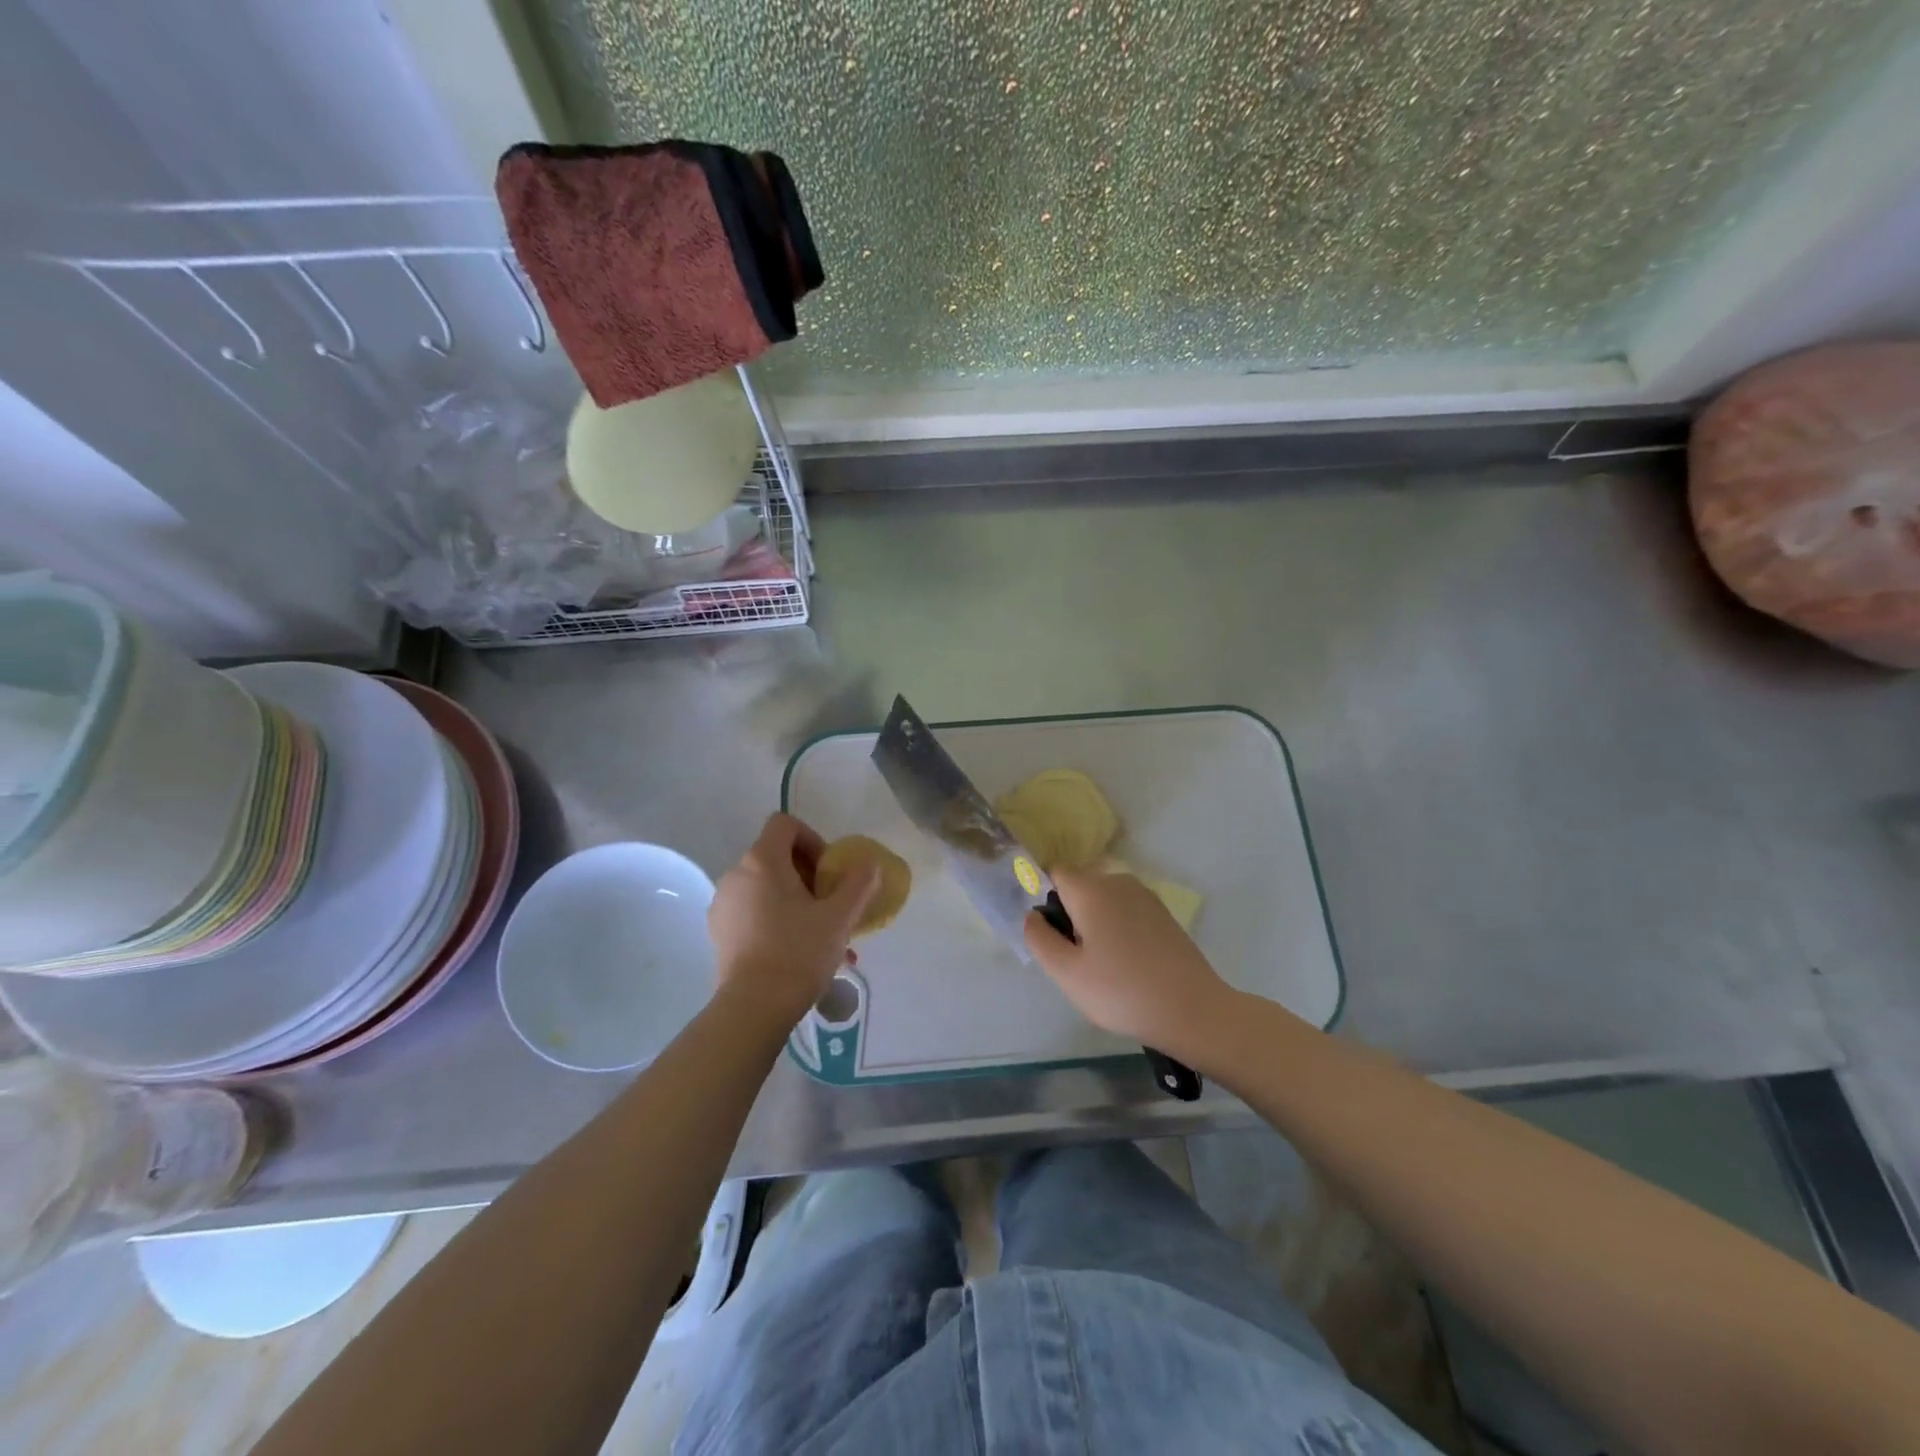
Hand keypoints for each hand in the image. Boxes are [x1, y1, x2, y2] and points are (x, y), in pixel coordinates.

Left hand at [709, 813, 878, 1026]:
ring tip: (818, 932)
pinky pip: (751, 910)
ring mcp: (723, 904)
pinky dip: (774, 917)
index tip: (828, 870)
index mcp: (762, 861)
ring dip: (793, 899)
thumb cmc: (799, 952)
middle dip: (807, 874)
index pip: (785, 824)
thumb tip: (870, 865)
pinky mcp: (719, 931)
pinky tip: (795, 949)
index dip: (812, 838)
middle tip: (829, 904)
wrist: (754, 1007)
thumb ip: (858, 884)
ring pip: (765, 886)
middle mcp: (735, 874)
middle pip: (775, 856)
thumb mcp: (839, 917)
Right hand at [1024, 867, 1237, 1063]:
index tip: (1050, 935)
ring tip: (1102, 966)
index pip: (1055, 873)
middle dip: (1070, 914)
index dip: (1044, 899)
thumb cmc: (1122, 991)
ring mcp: (1145, 896)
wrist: (1193, 1010)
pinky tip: (1127, 964)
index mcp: (1091, 889)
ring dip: (1094, 923)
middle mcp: (1118, 882)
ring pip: (1103, 899)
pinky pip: (1126, 910)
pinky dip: (1118, 928)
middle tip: (1076, 960)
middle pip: (1080, 886)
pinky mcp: (1163, 914)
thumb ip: (1040, 939)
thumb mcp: (1067, 973)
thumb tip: (1031, 915)